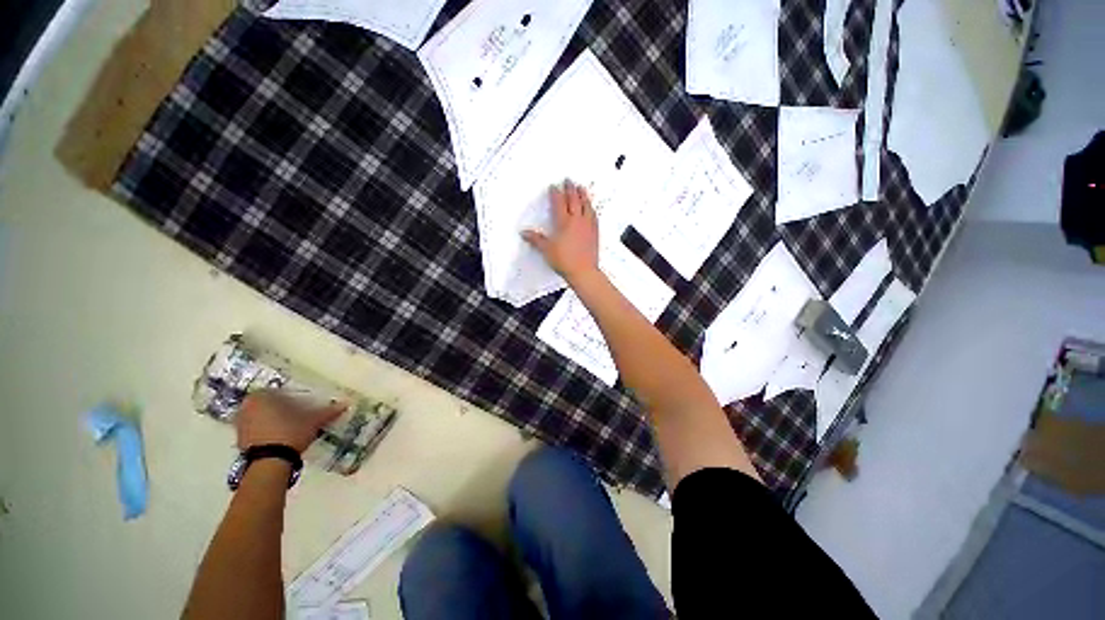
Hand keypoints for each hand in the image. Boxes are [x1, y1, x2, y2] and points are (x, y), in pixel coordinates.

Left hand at [236, 390, 345, 452]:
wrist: (270, 462)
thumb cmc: (291, 432)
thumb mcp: (315, 420)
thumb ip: (329, 411)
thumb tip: (346, 403)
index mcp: (262, 396)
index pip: (277, 391)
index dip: (291, 397)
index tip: (302, 404)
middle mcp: (246, 407)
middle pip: (267, 404)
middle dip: (279, 408)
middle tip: (296, 415)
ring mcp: (240, 425)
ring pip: (259, 417)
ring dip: (271, 420)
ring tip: (289, 427)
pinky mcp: (239, 441)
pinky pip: (255, 431)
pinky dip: (265, 432)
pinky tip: (280, 438)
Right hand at [522, 180, 599, 282]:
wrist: (583, 271)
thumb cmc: (565, 261)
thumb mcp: (546, 250)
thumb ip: (536, 239)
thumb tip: (525, 233)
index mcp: (564, 223)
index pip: (559, 203)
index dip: (556, 194)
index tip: (554, 187)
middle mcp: (577, 221)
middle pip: (574, 200)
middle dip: (570, 189)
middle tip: (569, 180)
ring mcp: (587, 226)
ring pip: (586, 206)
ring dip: (583, 195)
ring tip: (582, 188)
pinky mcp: (594, 233)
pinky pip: (593, 216)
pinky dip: (591, 209)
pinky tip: (591, 208)